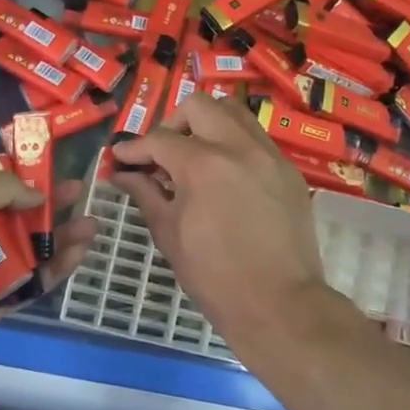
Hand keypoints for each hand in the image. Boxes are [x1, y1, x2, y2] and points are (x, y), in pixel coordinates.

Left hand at [0, 174, 95, 390]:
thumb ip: (1, 188)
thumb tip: (33, 194)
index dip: (14, 175)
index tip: (45, 167)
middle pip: (11, 216)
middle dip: (46, 204)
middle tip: (80, 192)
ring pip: (27, 250)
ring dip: (58, 236)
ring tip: (93, 224)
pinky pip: (32, 282)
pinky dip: (55, 268)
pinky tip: (82, 253)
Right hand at [110, 95, 329, 349]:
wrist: (278, 304)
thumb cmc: (214, 276)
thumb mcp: (169, 235)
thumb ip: (145, 195)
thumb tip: (123, 175)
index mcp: (203, 164)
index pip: (159, 139)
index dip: (134, 148)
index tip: (121, 157)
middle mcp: (239, 147)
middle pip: (200, 106)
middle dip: (173, 123)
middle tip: (161, 153)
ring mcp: (270, 156)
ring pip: (234, 114)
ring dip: (207, 125)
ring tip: (194, 157)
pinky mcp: (289, 171)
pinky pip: (256, 140)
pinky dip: (233, 145)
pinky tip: (224, 177)